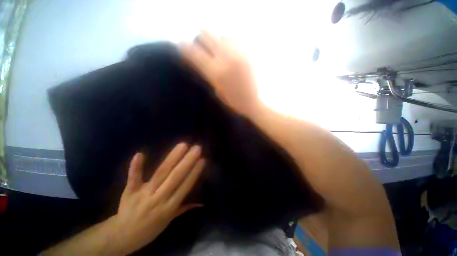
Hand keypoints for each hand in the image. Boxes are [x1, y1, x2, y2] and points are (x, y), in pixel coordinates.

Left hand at [112, 143, 204, 254]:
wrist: (122, 237)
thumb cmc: (150, 228)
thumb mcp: (170, 220)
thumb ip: (185, 207)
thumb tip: (202, 203)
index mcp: (170, 207)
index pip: (185, 186)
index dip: (194, 172)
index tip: (202, 159)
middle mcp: (159, 199)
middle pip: (175, 177)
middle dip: (188, 161)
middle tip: (197, 148)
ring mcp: (143, 194)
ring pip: (161, 173)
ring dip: (173, 158)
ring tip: (183, 145)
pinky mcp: (130, 191)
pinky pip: (134, 178)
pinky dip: (136, 166)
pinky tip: (140, 153)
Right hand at [180, 31, 261, 117]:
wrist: (251, 101)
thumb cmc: (232, 100)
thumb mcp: (216, 89)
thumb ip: (208, 74)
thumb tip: (200, 60)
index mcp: (216, 74)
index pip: (196, 55)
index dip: (186, 48)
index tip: (180, 43)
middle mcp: (226, 61)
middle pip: (209, 38)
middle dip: (201, 35)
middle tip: (199, 37)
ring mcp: (238, 56)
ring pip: (223, 35)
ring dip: (216, 36)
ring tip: (215, 42)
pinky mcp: (247, 55)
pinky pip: (235, 40)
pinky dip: (228, 40)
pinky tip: (227, 45)